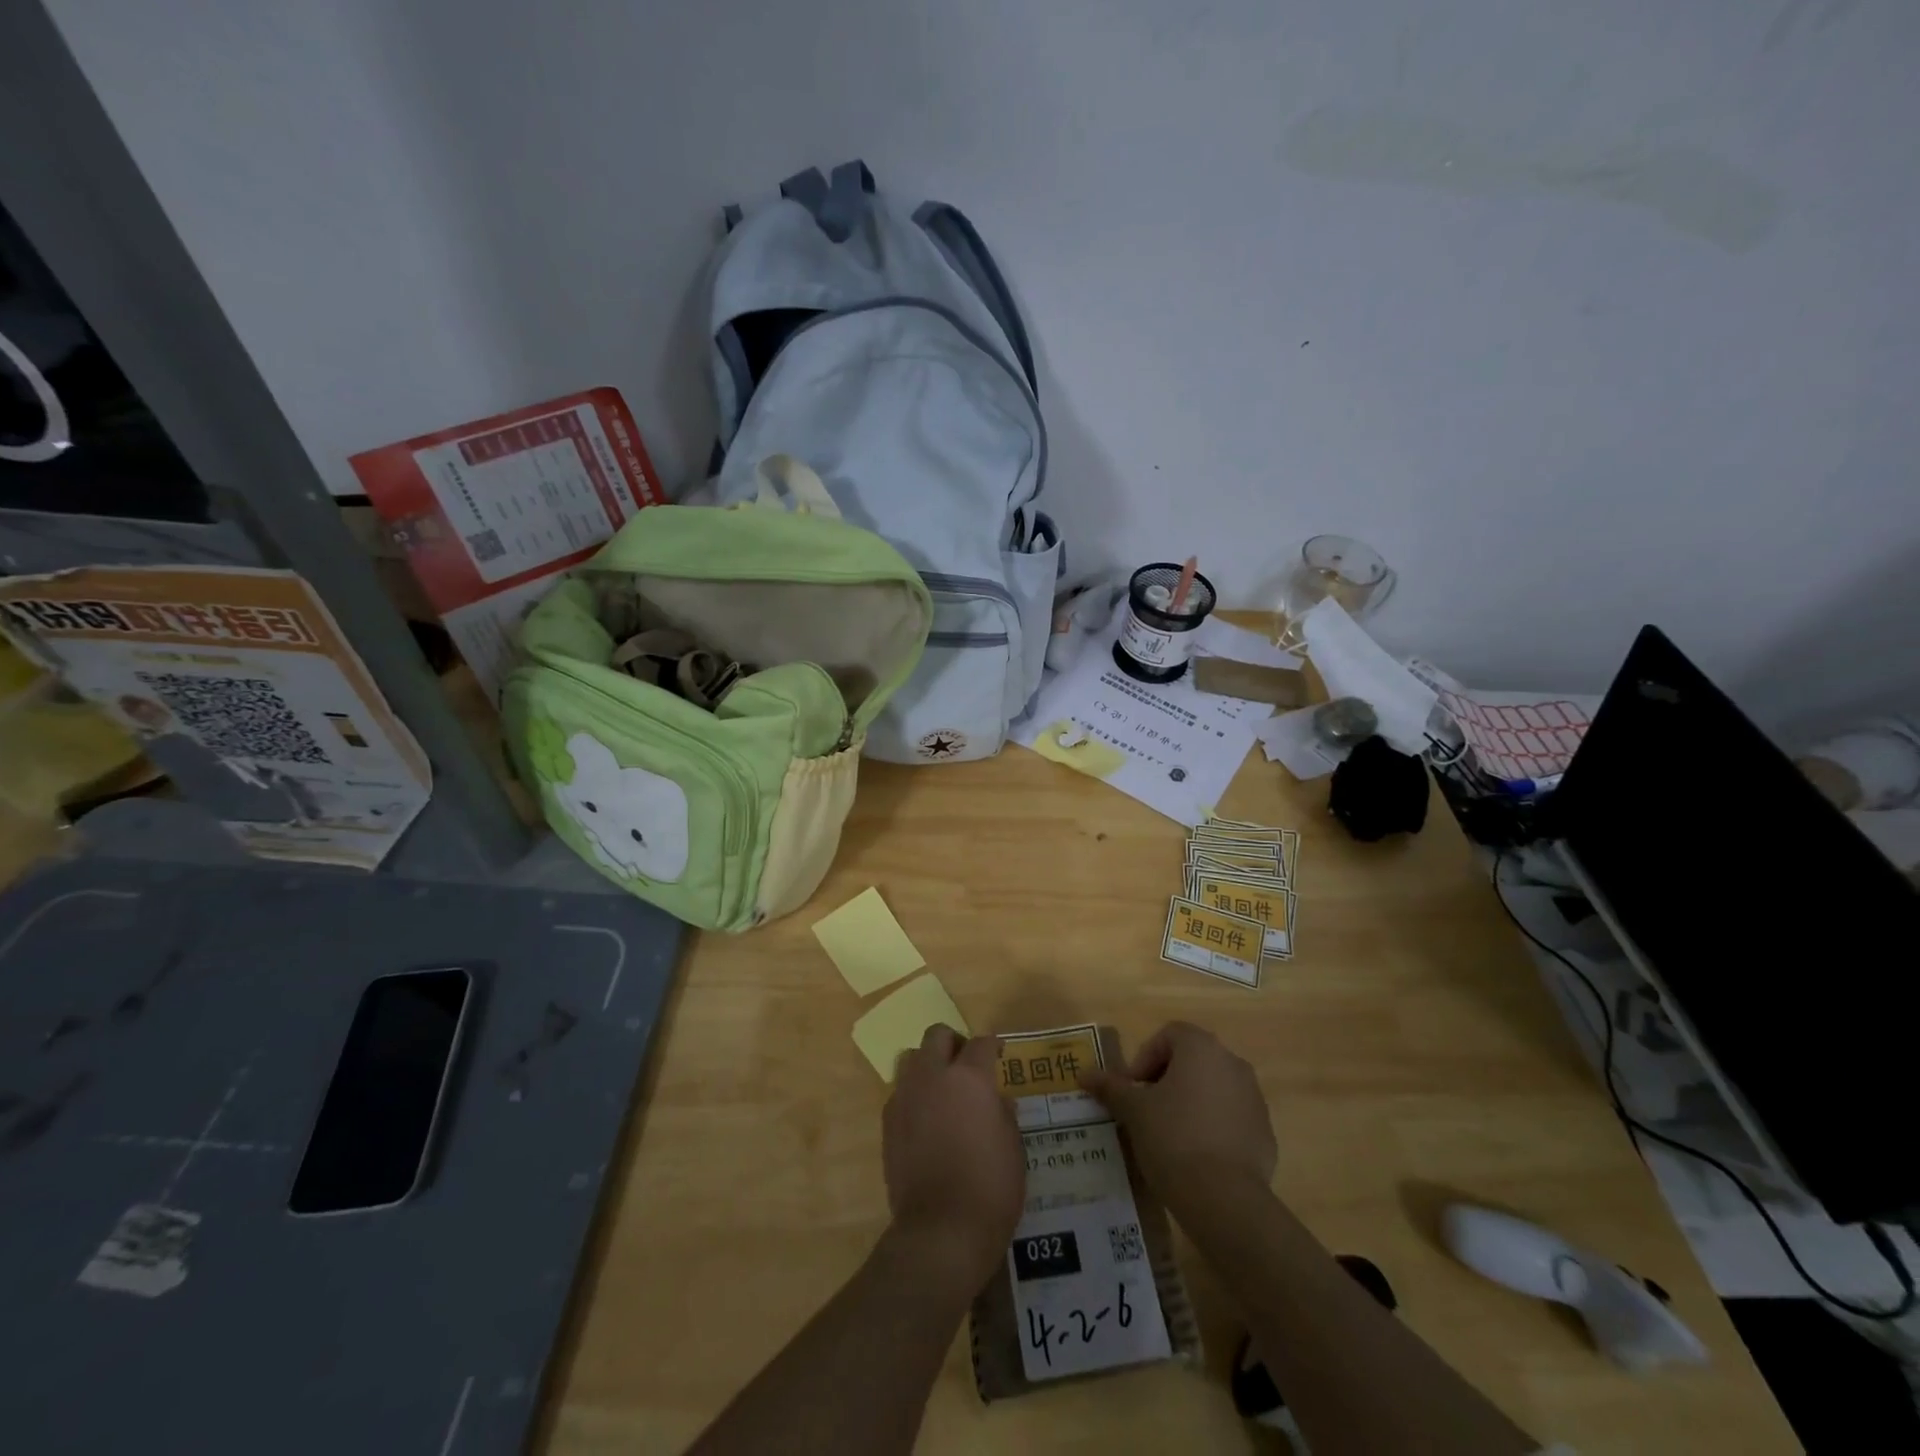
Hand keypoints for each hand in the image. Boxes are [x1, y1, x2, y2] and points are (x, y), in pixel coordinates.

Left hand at [882, 1026, 1024, 1296]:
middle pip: (937, 1035)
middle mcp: (933, 1077)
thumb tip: (997, 1101)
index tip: (999, 1053)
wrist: (940, 1231)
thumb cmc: (990, 1189)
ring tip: (942, 1089)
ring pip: (911, 1057)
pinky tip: (926, 1119)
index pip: (981, 1044)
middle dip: (954, 1043)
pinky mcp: (888, 1122)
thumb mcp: (1014, 1149)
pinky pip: (900, 1092)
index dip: (993, 1046)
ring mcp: (905, 1097)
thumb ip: (1004, 1114)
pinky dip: (914, 1095)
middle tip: (967, 1064)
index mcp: (969, 1078)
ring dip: (928, 1064)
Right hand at [1079, 1021, 1276, 1215]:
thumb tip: (1085, 1074)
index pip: (1169, 1035)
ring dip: (1190, 1102)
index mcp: (1202, 1048)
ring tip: (1168, 1135)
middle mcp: (1233, 1064)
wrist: (1225, 1200)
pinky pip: (1231, 1119)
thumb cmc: (1173, 1138)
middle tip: (1145, 1109)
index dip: (1145, 1057)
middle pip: (1193, 1060)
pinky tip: (1195, 1157)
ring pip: (1213, 1089)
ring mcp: (1254, 1099)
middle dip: (1166, 1079)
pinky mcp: (1264, 1133)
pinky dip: (1212, 1127)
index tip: (1132, 1088)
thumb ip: (1111, 1087)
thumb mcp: (1133, 1111)